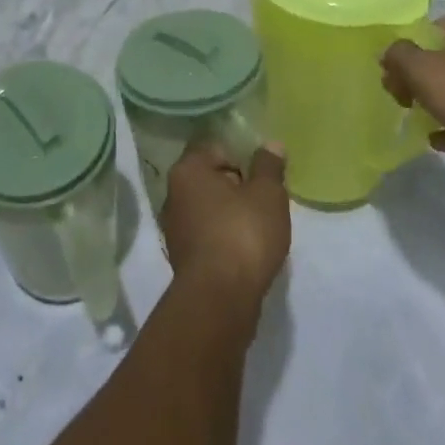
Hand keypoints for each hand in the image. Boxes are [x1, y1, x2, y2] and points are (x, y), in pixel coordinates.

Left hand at [160, 143, 290, 308]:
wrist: (220, 300)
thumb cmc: (243, 234)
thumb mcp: (267, 194)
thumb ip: (269, 166)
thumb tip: (271, 144)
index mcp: (188, 169)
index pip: (216, 147)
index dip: (243, 156)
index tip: (264, 173)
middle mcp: (174, 194)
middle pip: (211, 178)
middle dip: (238, 186)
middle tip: (265, 200)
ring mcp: (175, 228)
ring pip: (209, 209)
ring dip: (232, 214)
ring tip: (260, 227)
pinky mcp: (183, 258)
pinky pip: (209, 236)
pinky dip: (226, 238)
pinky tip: (246, 251)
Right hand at [381, 14, 444, 195]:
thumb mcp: (422, 68)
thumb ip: (398, 55)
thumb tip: (390, 53)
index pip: (431, 27)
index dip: (407, 45)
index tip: (391, 68)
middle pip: (442, 58)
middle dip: (416, 76)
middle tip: (398, 95)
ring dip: (434, 102)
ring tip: (412, 116)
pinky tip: (435, 140)